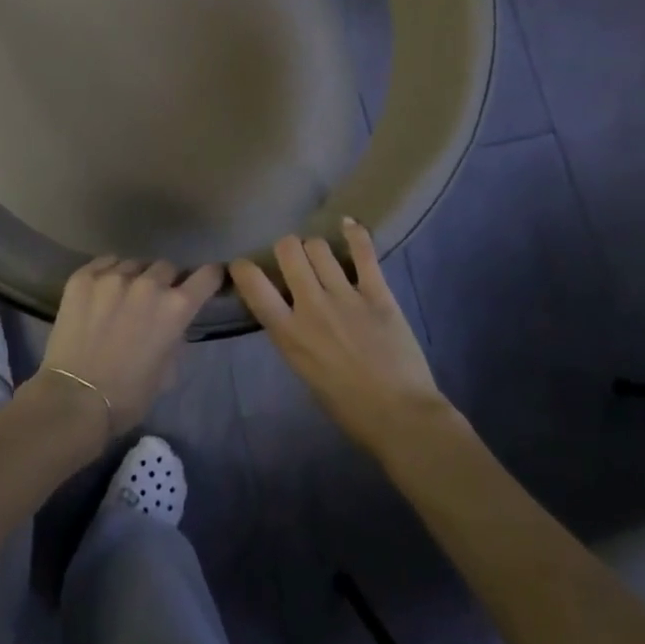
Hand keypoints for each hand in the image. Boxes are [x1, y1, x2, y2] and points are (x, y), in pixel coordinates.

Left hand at [36, 257, 221, 440]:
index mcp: (175, 308)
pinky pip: (105, 263)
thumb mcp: (167, 372)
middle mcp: (148, 284)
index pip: (206, 276)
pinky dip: (108, 273)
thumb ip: (175, 339)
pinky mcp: (83, 277)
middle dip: (166, 281)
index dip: (211, 276)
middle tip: (154, 300)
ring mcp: (113, 276)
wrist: (74, 399)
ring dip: (136, 278)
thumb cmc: (127, 396)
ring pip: (134, 264)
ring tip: (123, 296)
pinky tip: (101, 291)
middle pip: (166, 267)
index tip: (209, 278)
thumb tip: (172, 326)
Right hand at [229, 220, 457, 457]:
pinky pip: (363, 252)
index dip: (243, 268)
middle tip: (294, 259)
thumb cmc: (347, 407)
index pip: (253, 284)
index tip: (245, 266)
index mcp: (288, 333)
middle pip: (288, 249)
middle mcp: (311, 306)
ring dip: (317, 248)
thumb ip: (292, 334)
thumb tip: (288, 309)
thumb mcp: (303, 370)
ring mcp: (345, 296)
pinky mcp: (377, 293)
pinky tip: (349, 225)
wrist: (401, 417)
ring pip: (319, 246)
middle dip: (287, 248)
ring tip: (323, 257)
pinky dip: (355, 234)